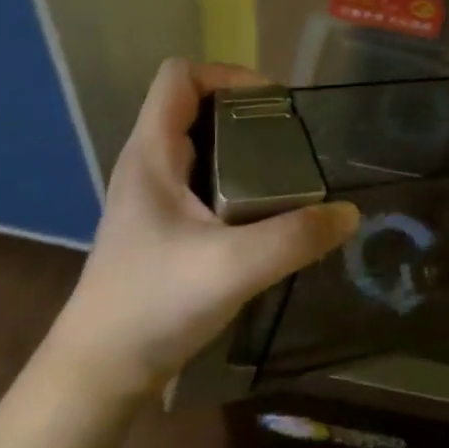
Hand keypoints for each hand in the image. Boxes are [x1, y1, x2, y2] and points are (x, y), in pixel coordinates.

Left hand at [52, 59, 359, 402]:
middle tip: (292, 142)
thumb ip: (294, 238)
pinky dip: (235, 183)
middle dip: (246, 114)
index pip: (180, 76)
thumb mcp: (232, 267)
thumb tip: (349, 214)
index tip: (273, 104)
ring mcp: (152, 198)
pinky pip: (203, 183)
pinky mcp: (161, 228)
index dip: (227, 74)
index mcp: (151, 154)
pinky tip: (263, 215)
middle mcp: (148, 165)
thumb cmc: (153, 304)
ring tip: (287, 175)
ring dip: (243, 151)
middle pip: (194, 107)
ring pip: (201, 147)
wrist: (99, 372)